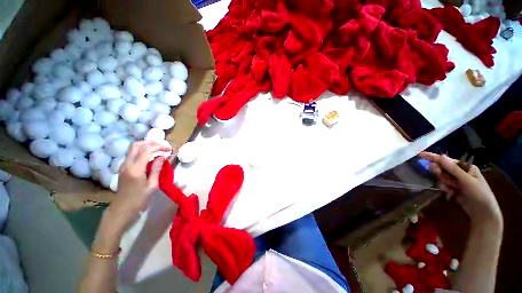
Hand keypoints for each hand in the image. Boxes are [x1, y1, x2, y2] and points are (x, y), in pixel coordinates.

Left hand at [104, 141, 170, 232]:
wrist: (122, 209)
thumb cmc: (139, 199)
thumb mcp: (152, 185)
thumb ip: (157, 169)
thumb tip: (163, 157)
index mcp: (135, 169)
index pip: (147, 150)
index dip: (159, 146)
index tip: (169, 149)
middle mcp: (127, 164)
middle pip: (137, 145)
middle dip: (151, 142)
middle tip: (162, 146)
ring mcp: (123, 165)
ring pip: (133, 148)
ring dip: (146, 146)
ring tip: (158, 149)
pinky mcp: (123, 168)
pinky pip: (132, 154)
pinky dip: (142, 151)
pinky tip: (150, 156)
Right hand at [420, 152, 501, 227]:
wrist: (483, 213)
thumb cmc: (479, 194)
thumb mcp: (467, 181)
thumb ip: (453, 169)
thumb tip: (440, 156)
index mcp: (466, 167)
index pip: (447, 160)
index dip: (434, 157)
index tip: (421, 155)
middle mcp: (461, 172)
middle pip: (443, 168)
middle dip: (440, 173)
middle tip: (439, 176)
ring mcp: (457, 181)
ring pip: (443, 177)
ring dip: (444, 182)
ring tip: (451, 189)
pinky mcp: (454, 188)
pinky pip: (444, 185)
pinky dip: (445, 189)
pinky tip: (451, 193)